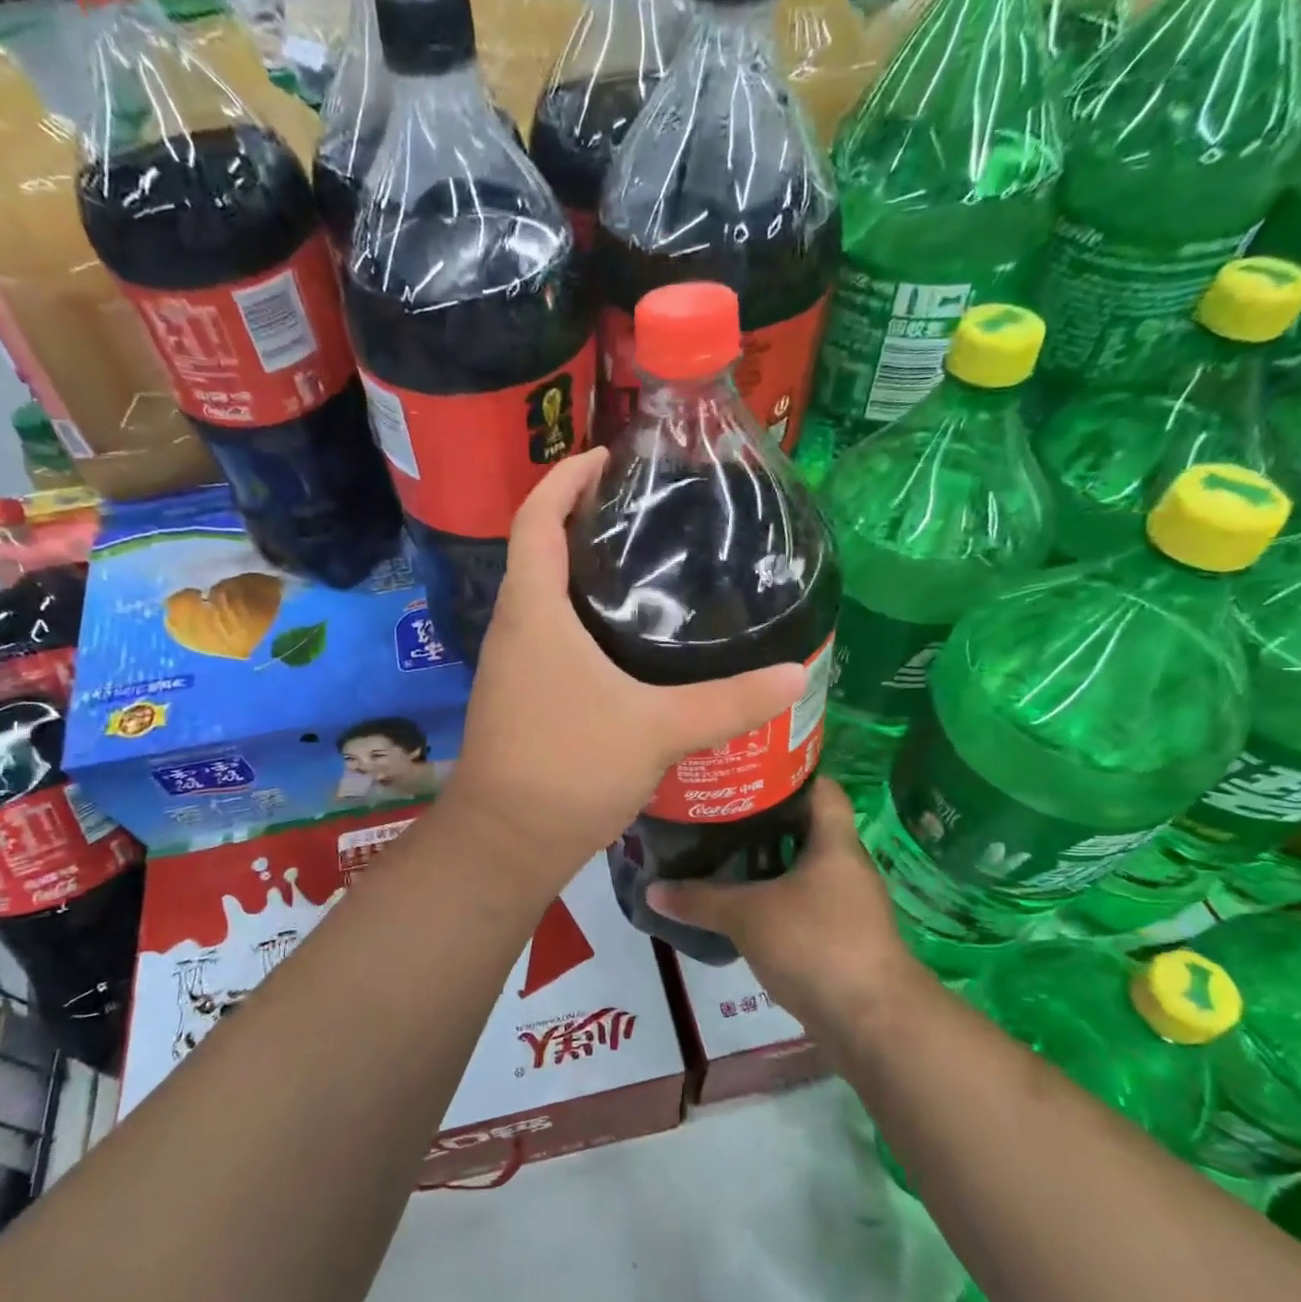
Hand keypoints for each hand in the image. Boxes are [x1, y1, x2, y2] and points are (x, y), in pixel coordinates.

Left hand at [444, 448, 807, 877]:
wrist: (505, 843)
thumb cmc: (569, 769)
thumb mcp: (656, 729)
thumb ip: (728, 702)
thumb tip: (794, 676)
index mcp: (533, 611)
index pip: (535, 517)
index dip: (566, 477)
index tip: (609, 458)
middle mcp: (514, 628)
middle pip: (538, 550)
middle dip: (583, 520)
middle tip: (647, 512)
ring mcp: (513, 665)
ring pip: (544, 597)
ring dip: (583, 572)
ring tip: (647, 567)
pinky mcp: (521, 697)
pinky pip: (549, 636)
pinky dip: (582, 619)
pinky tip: (628, 641)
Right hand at [646, 780, 928, 1034]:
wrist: (872, 1022)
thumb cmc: (816, 944)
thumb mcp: (748, 916)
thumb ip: (699, 900)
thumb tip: (651, 889)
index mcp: (834, 842)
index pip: (820, 787)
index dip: (786, 772)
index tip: (744, 770)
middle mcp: (844, 865)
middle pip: (804, 827)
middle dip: (762, 819)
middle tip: (716, 810)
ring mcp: (845, 903)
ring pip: (800, 867)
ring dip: (765, 862)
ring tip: (717, 851)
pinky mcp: (838, 937)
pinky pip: (800, 902)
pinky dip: (772, 897)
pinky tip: (738, 902)